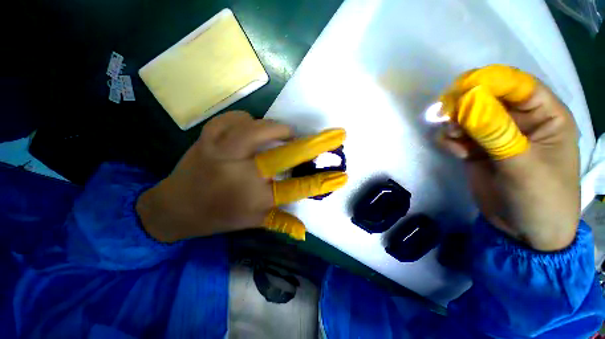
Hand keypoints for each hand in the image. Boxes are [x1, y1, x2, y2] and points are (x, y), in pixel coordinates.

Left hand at [136, 111, 346, 241]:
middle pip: (284, 155)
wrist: (174, 206)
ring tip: (282, 135)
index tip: (342, 175)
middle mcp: (241, 174)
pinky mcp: (208, 136)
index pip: (297, 189)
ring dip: (276, 129)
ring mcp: (222, 151)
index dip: (322, 182)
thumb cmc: (216, 216)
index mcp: (254, 198)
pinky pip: (236, 118)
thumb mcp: (252, 222)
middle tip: (333, 135)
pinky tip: (249, 129)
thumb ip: (281, 223)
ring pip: (258, 128)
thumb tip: (306, 230)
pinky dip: (248, 120)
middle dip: (314, 144)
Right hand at [438, 65, 579, 250]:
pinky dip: (451, 140)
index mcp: (545, 116)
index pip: (517, 85)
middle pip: (487, 99)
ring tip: (451, 138)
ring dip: (455, 124)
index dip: (490, 82)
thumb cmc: (540, 198)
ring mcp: (497, 137)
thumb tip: (467, 101)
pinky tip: (453, 151)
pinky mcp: (478, 151)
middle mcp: (520, 121)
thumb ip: (495, 131)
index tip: (461, 88)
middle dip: (465, 105)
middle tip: (445, 114)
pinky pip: (458, 136)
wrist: (524, 232)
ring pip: (468, 117)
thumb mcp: (522, 164)